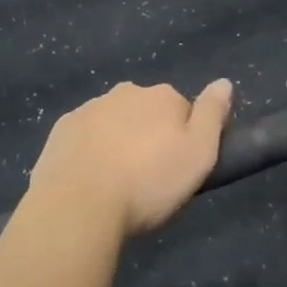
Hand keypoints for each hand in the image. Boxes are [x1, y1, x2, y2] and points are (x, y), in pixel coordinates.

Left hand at [28, 79, 233, 236]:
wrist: (79, 204)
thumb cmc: (147, 183)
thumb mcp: (198, 155)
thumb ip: (213, 115)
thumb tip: (224, 82)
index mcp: (162, 97)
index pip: (182, 110)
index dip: (183, 138)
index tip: (177, 168)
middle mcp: (126, 92)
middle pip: (146, 112)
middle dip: (149, 136)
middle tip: (148, 178)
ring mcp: (90, 108)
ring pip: (114, 121)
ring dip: (118, 141)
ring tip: (117, 184)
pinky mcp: (62, 129)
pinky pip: (84, 136)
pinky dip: (89, 150)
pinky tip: (89, 179)